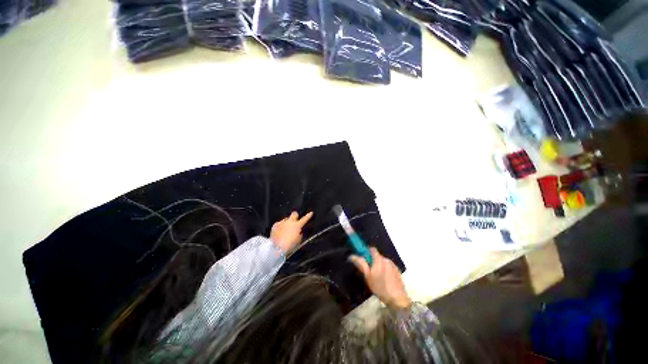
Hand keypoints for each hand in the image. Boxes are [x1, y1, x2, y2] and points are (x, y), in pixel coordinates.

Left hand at [270, 211, 313, 253]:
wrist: (277, 247)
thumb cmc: (290, 245)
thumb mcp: (298, 240)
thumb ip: (300, 234)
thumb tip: (298, 232)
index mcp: (297, 225)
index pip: (305, 219)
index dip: (308, 216)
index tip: (311, 213)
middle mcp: (290, 222)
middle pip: (294, 214)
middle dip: (295, 216)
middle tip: (295, 220)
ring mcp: (282, 222)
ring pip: (286, 219)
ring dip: (287, 223)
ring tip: (285, 229)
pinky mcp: (275, 225)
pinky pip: (279, 223)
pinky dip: (280, 226)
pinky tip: (279, 231)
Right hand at [350, 247, 410, 308]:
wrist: (397, 299)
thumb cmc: (380, 287)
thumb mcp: (368, 276)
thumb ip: (361, 264)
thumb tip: (352, 256)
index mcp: (379, 259)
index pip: (372, 249)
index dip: (367, 251)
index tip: (363, 258)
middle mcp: (386, 259)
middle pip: (377, 256)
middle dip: (372, 260)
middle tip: (369, 270)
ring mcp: (393, 265)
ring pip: (383, 261)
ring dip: (379, 265)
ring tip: (377, 276)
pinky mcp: (397, 271)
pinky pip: (388, 266)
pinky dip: (385, 269)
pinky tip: (385, 279)